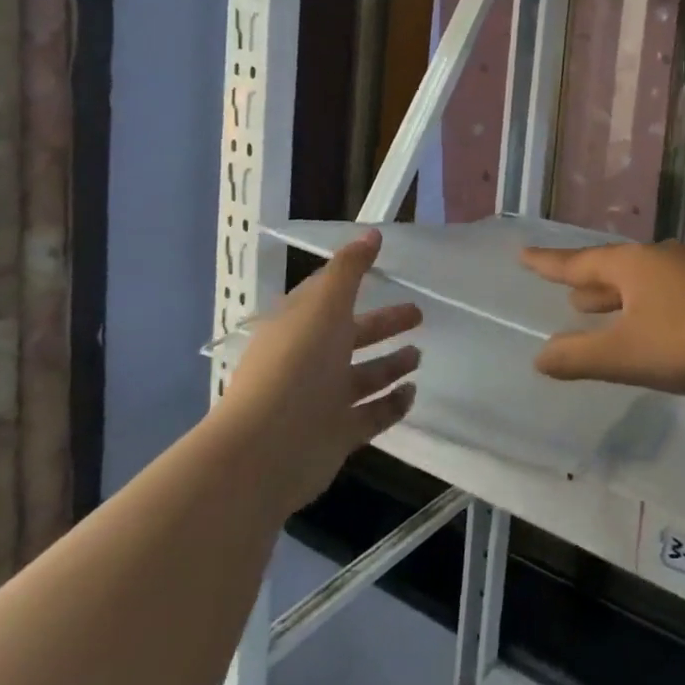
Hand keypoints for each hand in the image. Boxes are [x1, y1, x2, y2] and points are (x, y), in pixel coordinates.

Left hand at [215, 231, 421, 515]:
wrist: (265, 450)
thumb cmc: (296, 365)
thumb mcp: (325, 304)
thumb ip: (350, 268)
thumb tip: (372, 233)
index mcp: (299, 325)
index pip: (326, 297)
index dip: (351, 282)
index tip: (382, 270)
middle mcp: (309, 360)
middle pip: (351, 336)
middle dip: (383, 324)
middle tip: (417, 315)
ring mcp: (321, 401)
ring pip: (362, 377)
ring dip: (390, 365)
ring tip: (418, 355)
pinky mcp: (335, 436)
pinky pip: (370, 415)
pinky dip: (391, 404)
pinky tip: (412, 394)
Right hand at [520, 240, 684, 402]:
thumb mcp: (625, 355)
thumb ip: (579, 357)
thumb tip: (539, 357)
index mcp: (635, 265)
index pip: (580, 262)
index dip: (549, 263)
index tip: (523, 254)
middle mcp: (666, 258)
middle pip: (618, 268)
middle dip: (592, 283)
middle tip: (571, 292)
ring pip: (650, 279)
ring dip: (625, 294)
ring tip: (610, 308)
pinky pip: (678, 291)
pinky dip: (657, 303)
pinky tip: (667, 322)